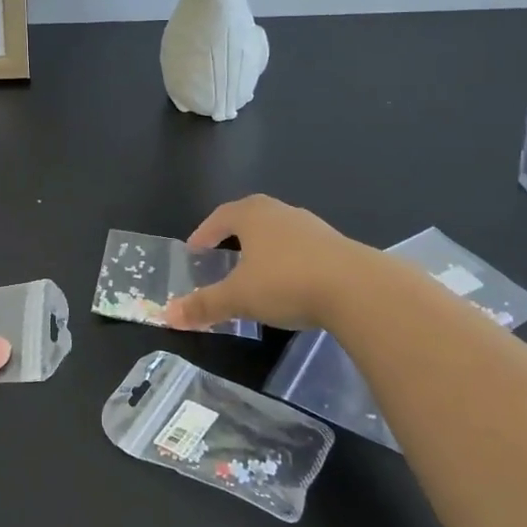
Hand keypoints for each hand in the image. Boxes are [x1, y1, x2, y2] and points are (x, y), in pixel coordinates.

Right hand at [163, 195, 370, 332]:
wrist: (358, 289)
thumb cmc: (287, 282)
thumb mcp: (239, 298)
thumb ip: (204, 305)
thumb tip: (168, 314)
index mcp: (253, 215)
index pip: (221, 216)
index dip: (205, 232)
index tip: (194, 249)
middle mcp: (281, 212)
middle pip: (250, 217)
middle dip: (234, 234)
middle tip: (221, 254)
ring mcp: (312, 227)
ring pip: (278, 232)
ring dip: (263, 247)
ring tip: (254, 270)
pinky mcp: (337, 246)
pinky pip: (301, 248)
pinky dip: (288, 260)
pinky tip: (290, 283)